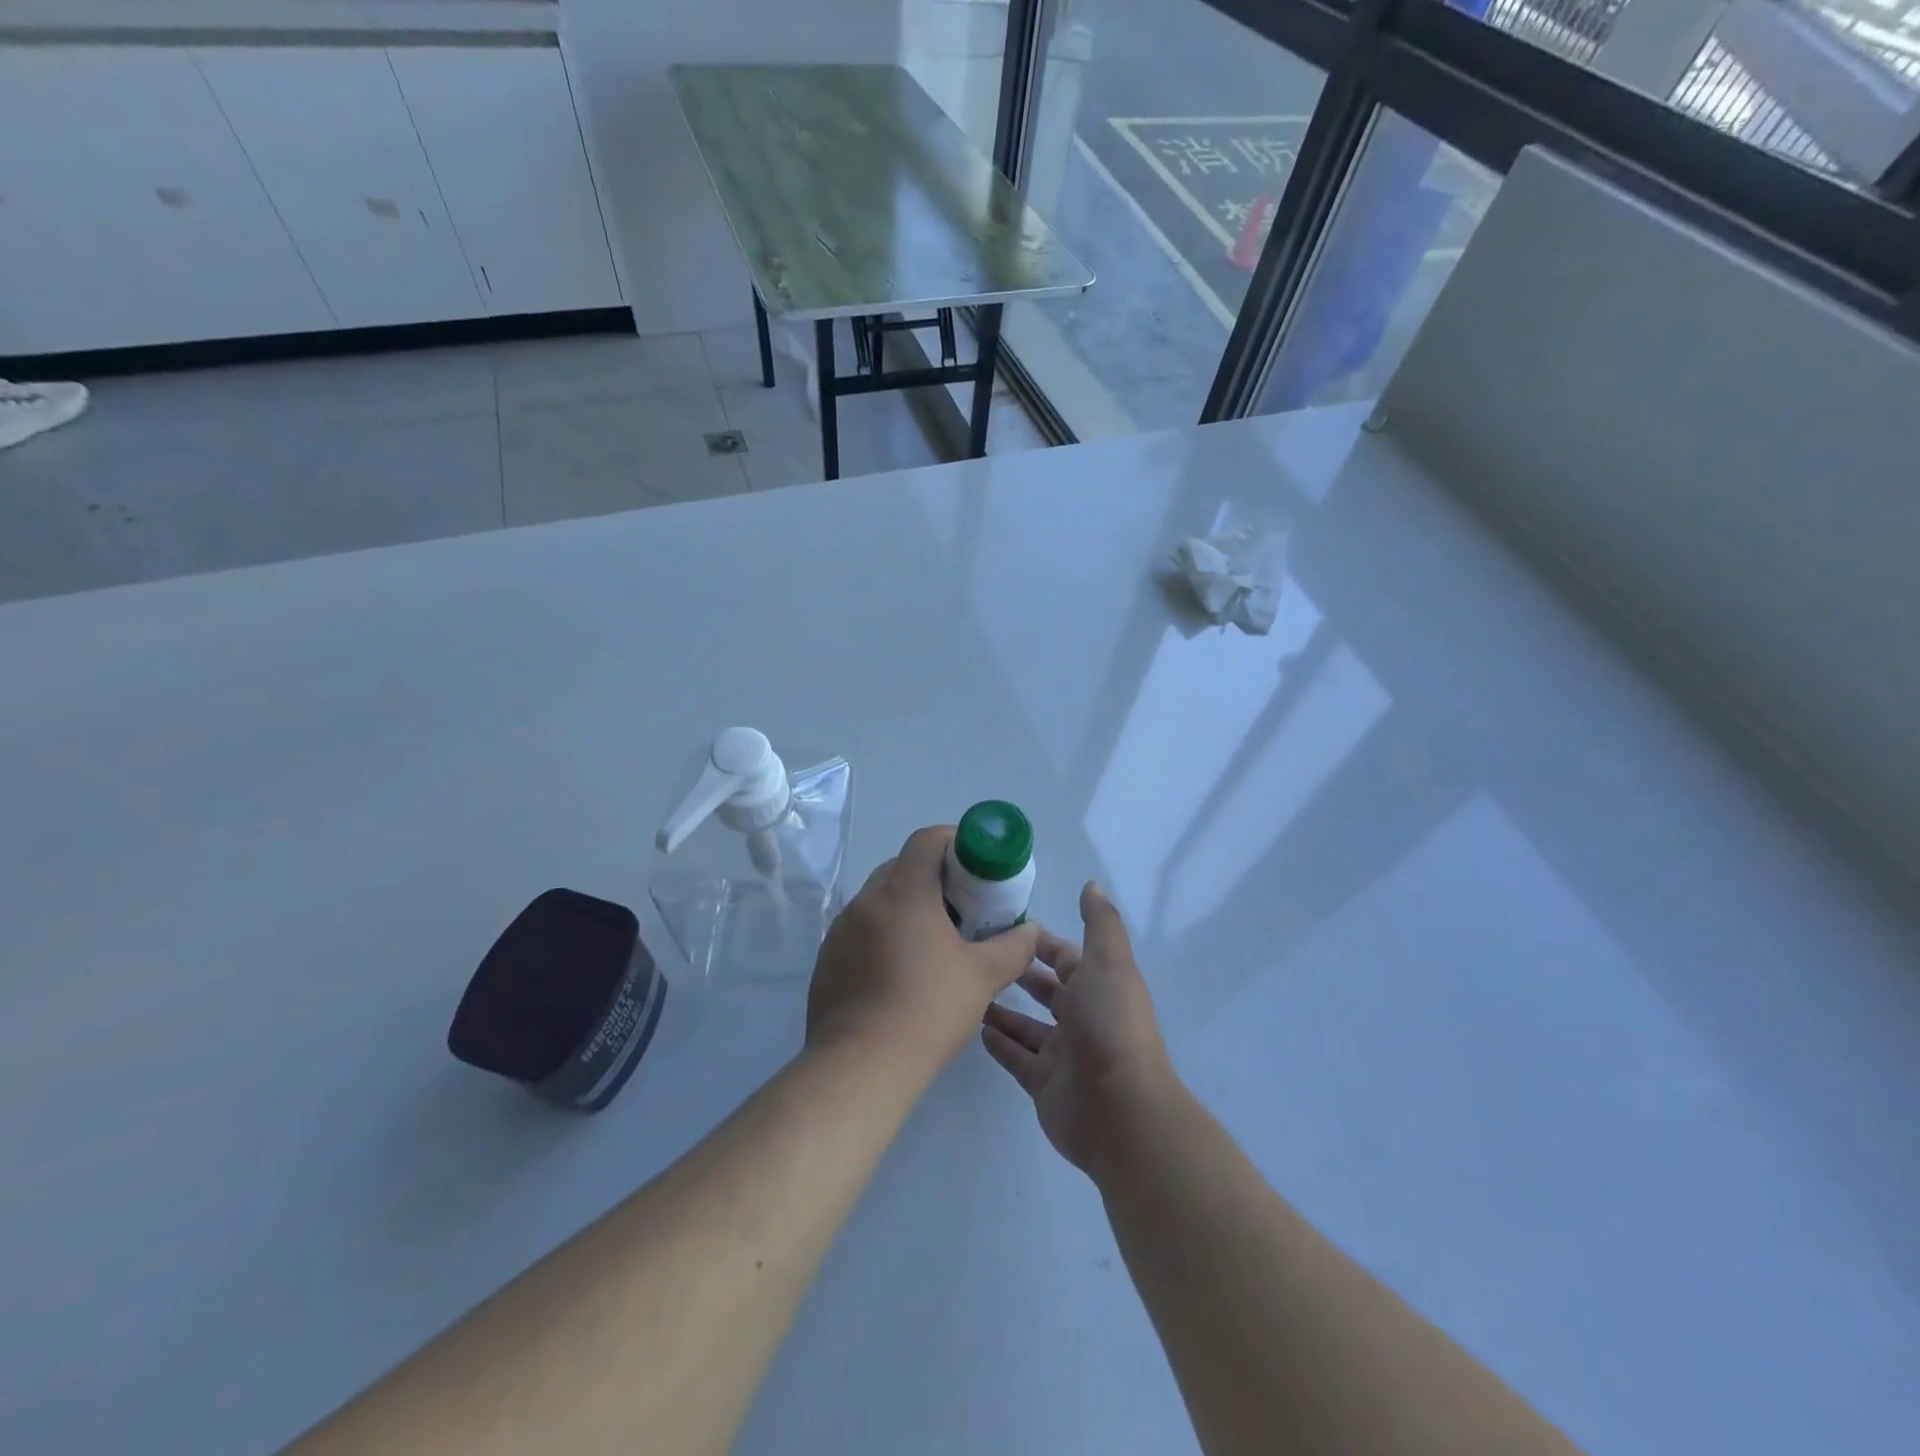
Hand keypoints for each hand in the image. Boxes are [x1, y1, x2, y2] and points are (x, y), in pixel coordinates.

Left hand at [808, 826, 1042, 1072]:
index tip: (976, 865)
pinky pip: (861, 931)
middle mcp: (866, 900)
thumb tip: (1032, 930)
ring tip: (934, 942)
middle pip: (902, 867)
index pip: (926, 840)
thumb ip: (1014, 946)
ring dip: (907, 907)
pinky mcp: (828, 959)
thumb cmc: (929, 1008)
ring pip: (879, 900)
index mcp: (903, 891)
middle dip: (934, 878)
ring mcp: (841, 930)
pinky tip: (901, 972)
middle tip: (962, 907)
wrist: (861, 1066)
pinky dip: (884, 935)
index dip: (954, 841)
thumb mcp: (984, 976)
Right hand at [981, 881, 1174, 1175]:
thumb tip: (1092, 885)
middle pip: (1045, 990)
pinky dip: (999, 1044)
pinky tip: (973, 1027)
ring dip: (1002, 1009)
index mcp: (1097, 986)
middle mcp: (1081, 1017)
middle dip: (1018, 973)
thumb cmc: (1110, 1024)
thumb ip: (1099, 923)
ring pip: (1026, 1025)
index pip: (1064, 957)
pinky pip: (1016, 1058)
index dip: (1039, 942)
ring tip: (968, 990)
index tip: (1004, 925)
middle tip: (976, 955)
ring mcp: (1061, 1054)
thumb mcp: (1108, 962)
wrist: (1119, 1109)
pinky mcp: (1043, 1084)